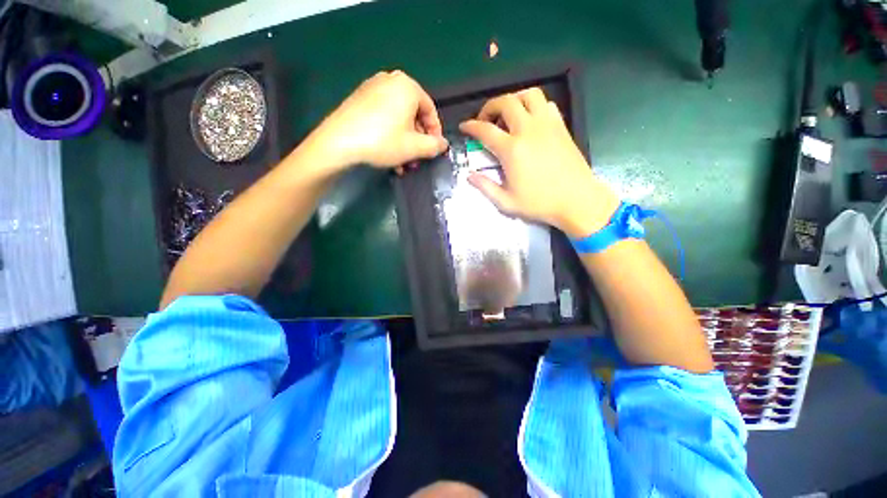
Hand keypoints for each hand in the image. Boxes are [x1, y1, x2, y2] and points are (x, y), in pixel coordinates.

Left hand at [310, 70, 448, 171]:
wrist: (339, 143)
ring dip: (405, 143)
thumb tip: (443, 144)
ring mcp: (372, 89)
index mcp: (407, 86)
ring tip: (403, 164)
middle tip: (417, 159)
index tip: (435, 150)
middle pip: (413, 115)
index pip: (431, 111)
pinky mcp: (359, 100)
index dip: (436, 133)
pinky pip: (383, 118)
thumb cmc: (383, 141)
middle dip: (417, 141)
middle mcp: (390, 81)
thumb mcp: (415, 147)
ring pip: (398, 119)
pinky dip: (390, 136)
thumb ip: (434, 145)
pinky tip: (389, 155)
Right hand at [459, 88, 619, 237]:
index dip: (471, 126)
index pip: (485, 130)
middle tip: (485, 120)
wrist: (577, 200)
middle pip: (505, 102)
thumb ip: (486, 187)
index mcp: (512, 150)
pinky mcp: (561, 126)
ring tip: (508, 115)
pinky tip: (530, 121)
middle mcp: (528, 130)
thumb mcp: (506, 202)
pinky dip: (534, 106)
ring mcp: (547, 125)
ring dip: (513, 100)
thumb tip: (470, 176)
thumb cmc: (540, 203)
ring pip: (528, 94)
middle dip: (489, 106)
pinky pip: (546, 104)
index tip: (464, 127)